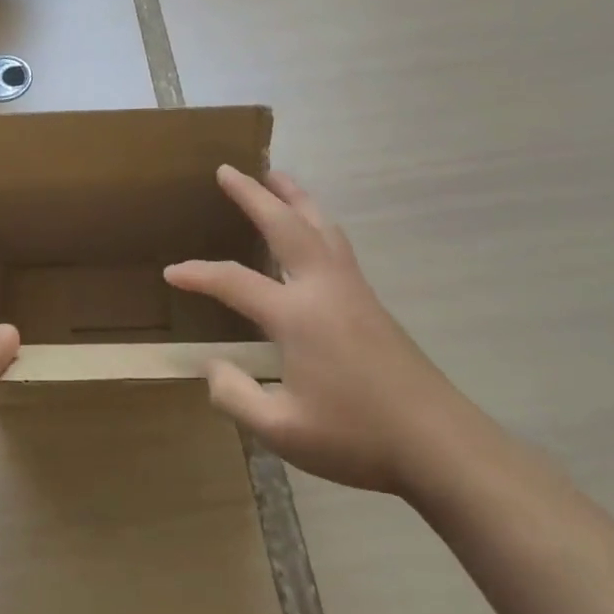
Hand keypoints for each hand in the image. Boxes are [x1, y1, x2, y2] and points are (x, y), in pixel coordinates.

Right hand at [165, 166, 467, 494]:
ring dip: (294, 197)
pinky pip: (336, 244)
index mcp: (298, 315)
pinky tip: (312, 232)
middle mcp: (324, 288)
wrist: (440, 444)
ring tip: (276, 177)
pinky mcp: (371, 302)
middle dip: (253, 194)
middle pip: (286, 225)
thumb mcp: (283, 430)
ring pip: (320, 226)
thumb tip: (214, 367)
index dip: (198, 274)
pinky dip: (315, 222)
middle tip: (228, 170)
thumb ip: (236, 396)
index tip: (172, 272)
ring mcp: (353, 291)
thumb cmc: (357, 437)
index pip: (234, 281)